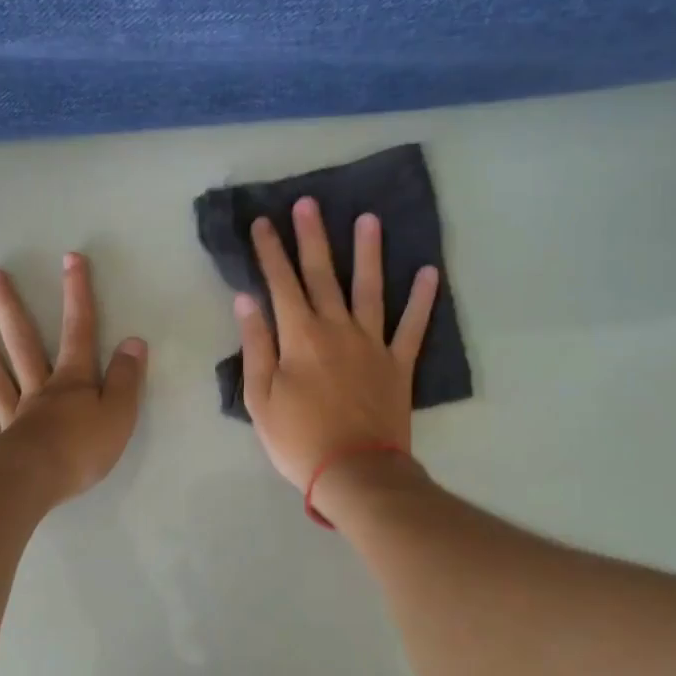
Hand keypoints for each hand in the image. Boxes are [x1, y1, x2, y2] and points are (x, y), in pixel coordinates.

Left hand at [0, 252, 146, 503]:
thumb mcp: (120, 414)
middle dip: (10, 306)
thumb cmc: (82, 450)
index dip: (77, 295)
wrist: (36, 484)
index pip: (79, 331)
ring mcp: (10, 414)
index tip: (70, 259)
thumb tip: (134, 342)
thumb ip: (127, 379)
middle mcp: (37, 389)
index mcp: (71, 382)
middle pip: (22, 342)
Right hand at [237, 196, 438, 491]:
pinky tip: (429, 272)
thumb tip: (246, 300)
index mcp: (300, 337)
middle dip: (313, 237)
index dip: (270, 252)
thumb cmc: (298, 439)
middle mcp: (337, 329)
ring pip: (370, 288)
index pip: (281, 283)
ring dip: (369, 252)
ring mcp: (372, 344)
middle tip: (309, 203)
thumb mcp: (260, 398)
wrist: (355, 472)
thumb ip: (255, 345)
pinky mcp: (399, 363)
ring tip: (369, 218)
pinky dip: (423, 299)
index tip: (264, 223)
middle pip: (323, 275)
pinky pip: (413, 326)